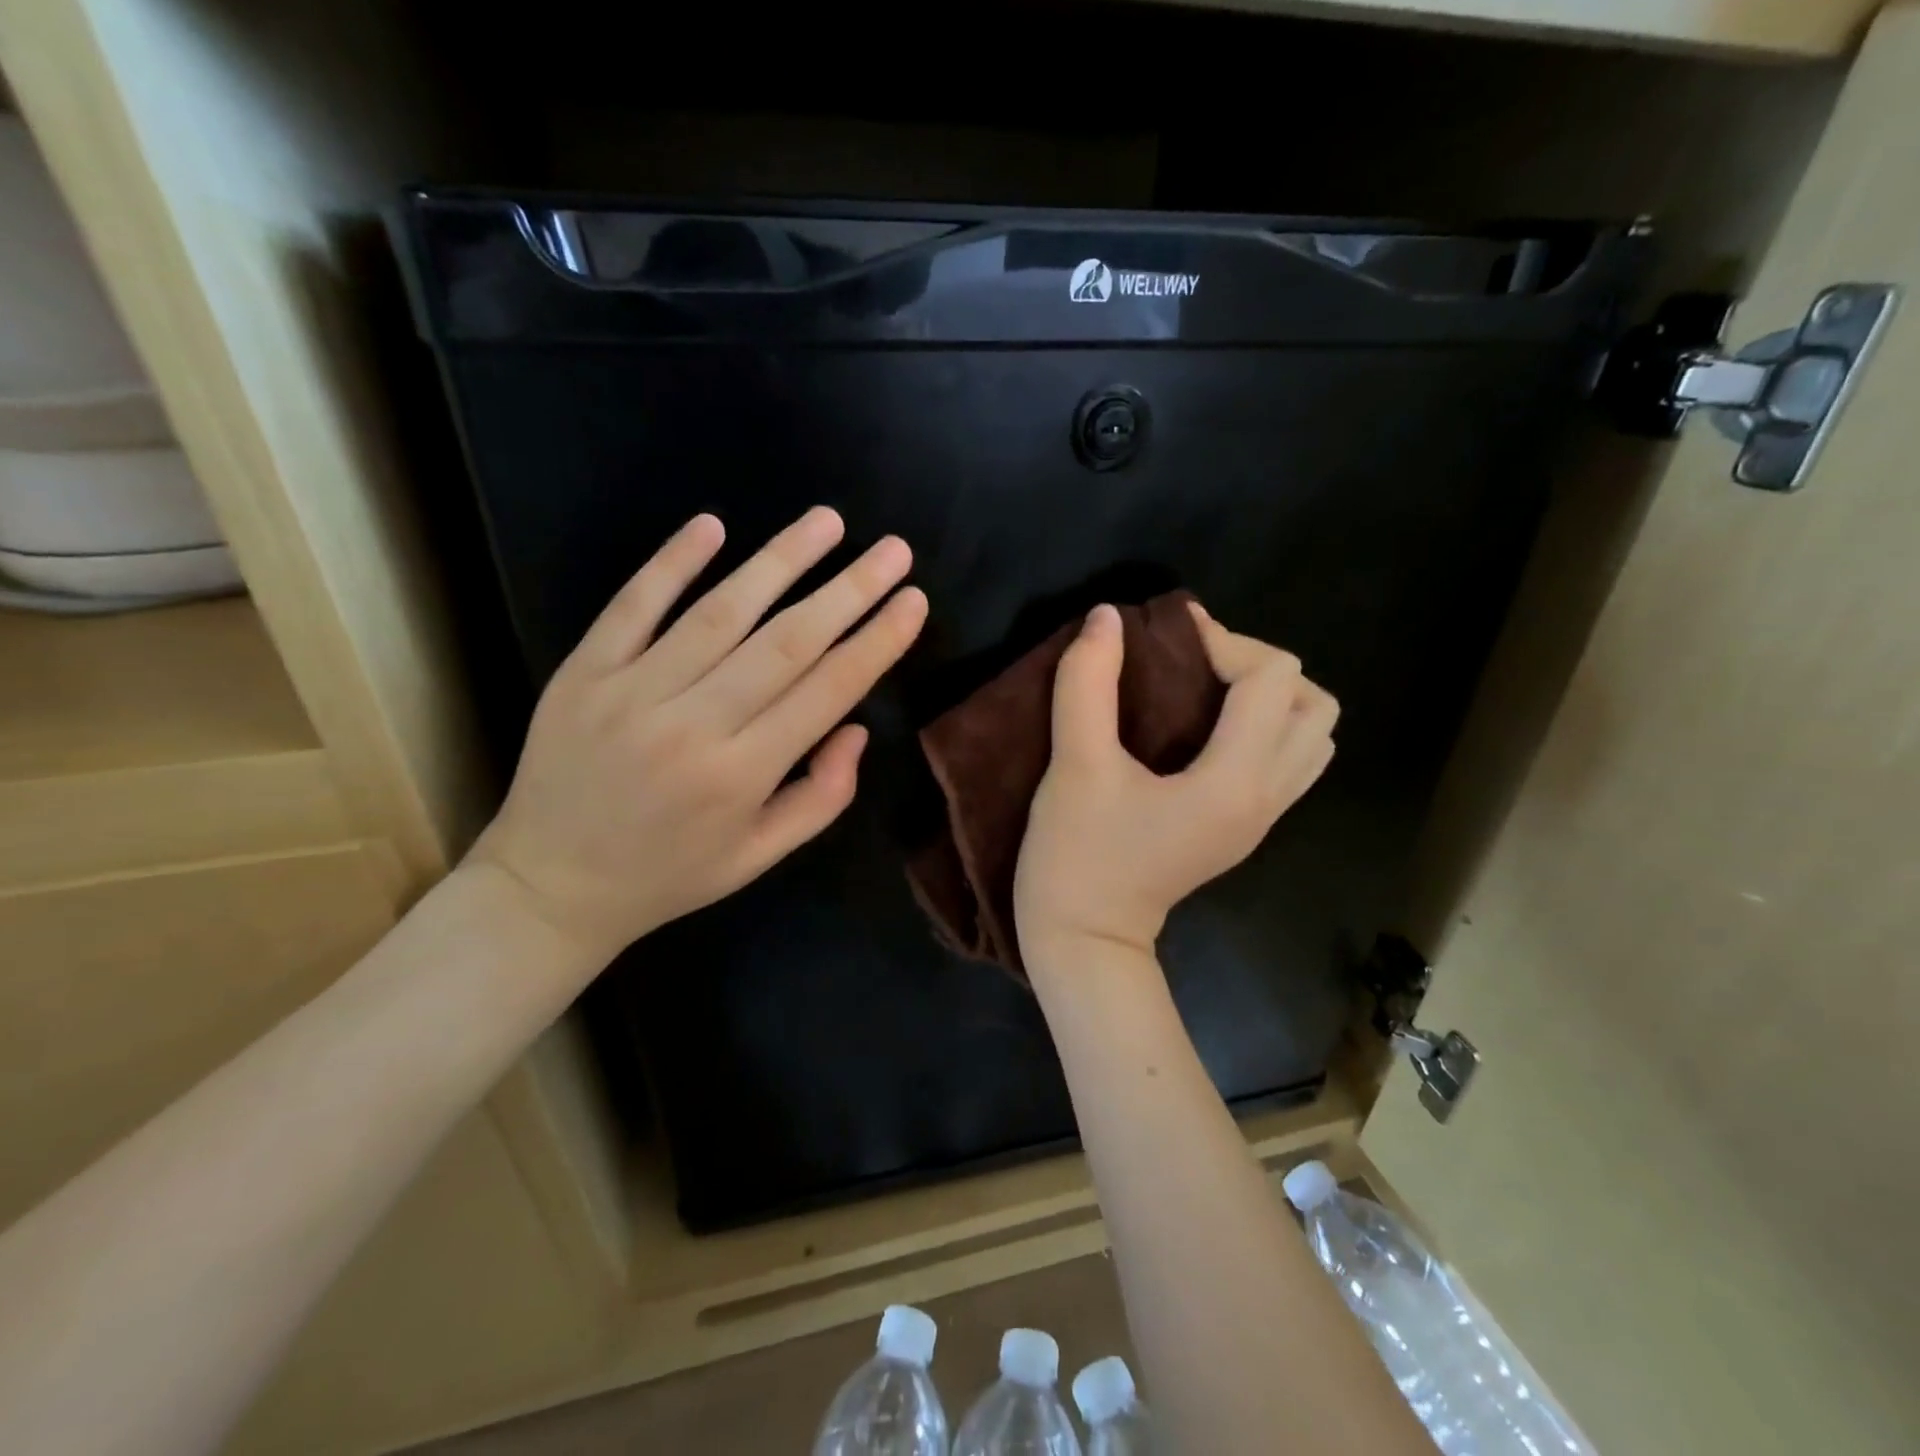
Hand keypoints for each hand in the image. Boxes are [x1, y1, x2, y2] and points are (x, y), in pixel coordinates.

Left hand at [469, 507, 927, 964]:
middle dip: (849, 590)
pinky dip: (672, 562)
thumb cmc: (670, 875)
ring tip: (828, 521)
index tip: (912, 601)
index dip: (876, 642)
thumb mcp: (759, 857)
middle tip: (894, 550)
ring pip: (721, 612)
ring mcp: (632, 691)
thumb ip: (821, 798)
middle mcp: (694, 725)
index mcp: (742, 775)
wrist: (550, 886)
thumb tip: (855, 727)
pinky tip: (712, 525)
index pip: (827, 691)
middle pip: (787, 642)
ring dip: (780, 560)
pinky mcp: (585, 672)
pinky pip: (633, 606)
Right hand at [1015, 601, 1337, 966]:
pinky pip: (1287, 761)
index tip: (1166, 636)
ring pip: (1310, 735)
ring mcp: (1262, 818)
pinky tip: (1206, 729)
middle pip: (1311, 703)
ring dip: (1268, 697)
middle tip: (1194, 664)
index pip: (1271, 678)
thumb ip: (1087, 684)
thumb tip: (1107, 618)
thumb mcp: (1074, 766)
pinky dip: (1263, 727)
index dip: (1223, 640)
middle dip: (1256, 665)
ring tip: (1206, 691)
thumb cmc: (1077, 856)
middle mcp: (1266, 798)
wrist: (1084, 940)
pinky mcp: (1245, 828)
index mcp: (1234, 782)